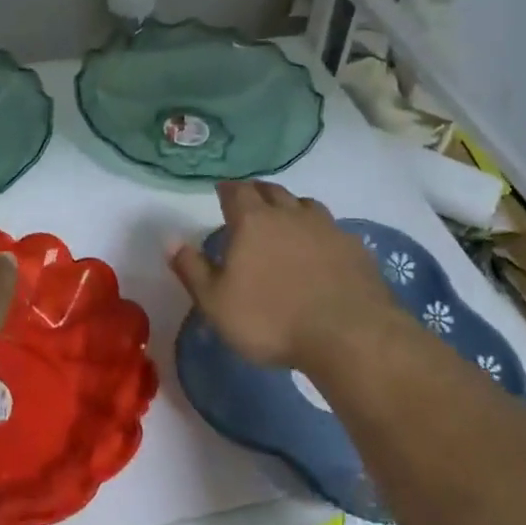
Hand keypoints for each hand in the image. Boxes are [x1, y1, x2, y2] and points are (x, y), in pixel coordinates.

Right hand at [170, 180, 409, 371]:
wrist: (348, 335)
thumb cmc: (271, 319)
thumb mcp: (216, 302)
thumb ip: (191, 268)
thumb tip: (170, 239)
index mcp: (252, 221)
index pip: (236, 191)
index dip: (227, 189)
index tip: (222, 191)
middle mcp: (290, 214)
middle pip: (272, 190)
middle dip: (257, 192)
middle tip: (250, 199)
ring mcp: (327, 228)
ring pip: (305, 204)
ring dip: (291, 206)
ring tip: (285, 218)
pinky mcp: (355, 248)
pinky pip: (332, 229)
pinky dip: (320, 232)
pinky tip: (321, 248)